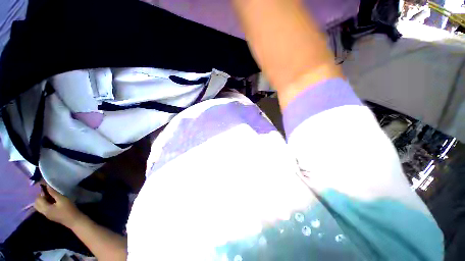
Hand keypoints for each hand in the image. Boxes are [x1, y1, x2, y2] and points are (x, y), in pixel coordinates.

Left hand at [34, 185, 84, 228]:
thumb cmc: (68, 209)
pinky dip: (45, 204)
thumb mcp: (62, 199)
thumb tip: (47, 185)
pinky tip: (53, 202)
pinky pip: (43, 209)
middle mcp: (43, 212)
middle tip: (48, 193)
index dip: (41, 192)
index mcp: (45, 208)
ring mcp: (46, 215)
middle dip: (40, 197)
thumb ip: (54, 193)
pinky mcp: (50, 216)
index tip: (48, 188)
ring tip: (51, 197)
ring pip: (39, 207)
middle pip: (36, 203)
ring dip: (42, 201)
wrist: (74, 220)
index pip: (38, 199)